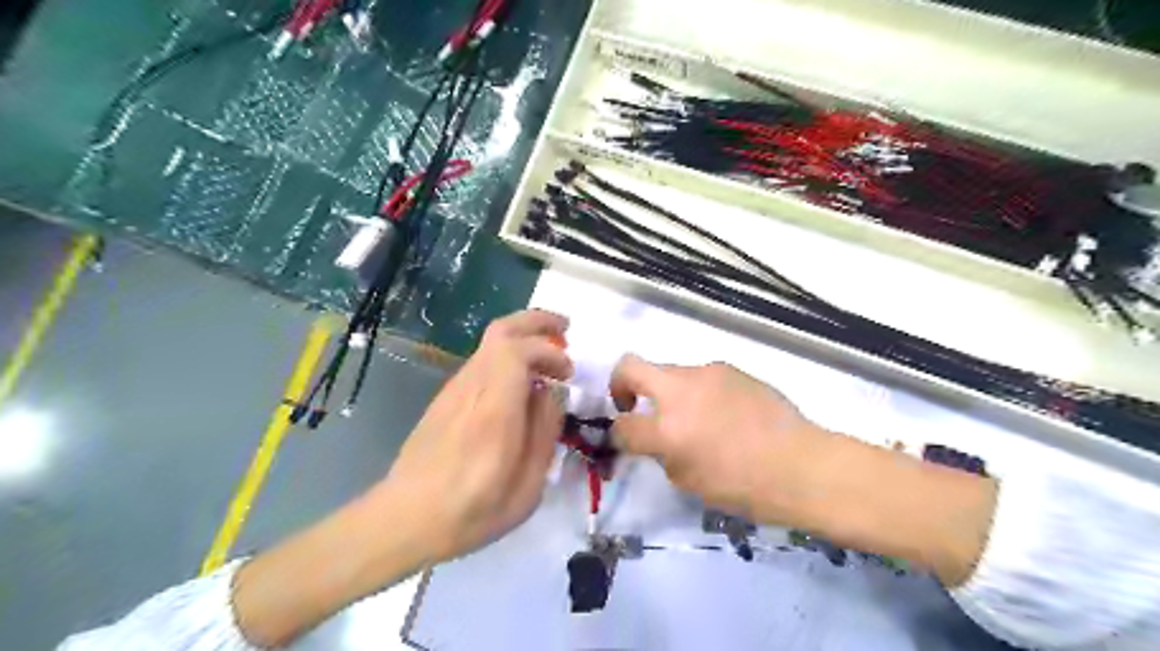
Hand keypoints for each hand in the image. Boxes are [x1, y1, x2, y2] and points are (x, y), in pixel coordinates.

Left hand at [228, 310, 568, 646]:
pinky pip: (483, 362)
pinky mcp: (447, 397)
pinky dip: (509, 357)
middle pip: (501, 330)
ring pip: (490, 342)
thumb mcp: (527, 485)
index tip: (567, 374)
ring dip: (524, 338)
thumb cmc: (472, 510)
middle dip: (537, 321)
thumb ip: (545, 431)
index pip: (518, 349)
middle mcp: (472, 387)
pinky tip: (522, 381)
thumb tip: (552, 393)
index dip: (549, 351)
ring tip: (549, 358)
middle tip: (565, 329)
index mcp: (494, 409)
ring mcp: (455, 389)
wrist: (405, 518)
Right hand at [611, 353, 827, 527]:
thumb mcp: (688, 481)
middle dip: (621, 383)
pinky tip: (722, 413)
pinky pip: (700, 377)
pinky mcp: (729, 368)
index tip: (625, 440)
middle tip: (632, 404)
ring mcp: (707, 373)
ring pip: (669, 371)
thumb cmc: (744, 487)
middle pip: (630, 366)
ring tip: (694, 418)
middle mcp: (681, 391)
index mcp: (668, 429)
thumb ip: (661, 453)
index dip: (617, 434)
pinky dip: (697, 392)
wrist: (801, 465)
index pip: (622, 425)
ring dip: (667, 391)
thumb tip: (655, 438)